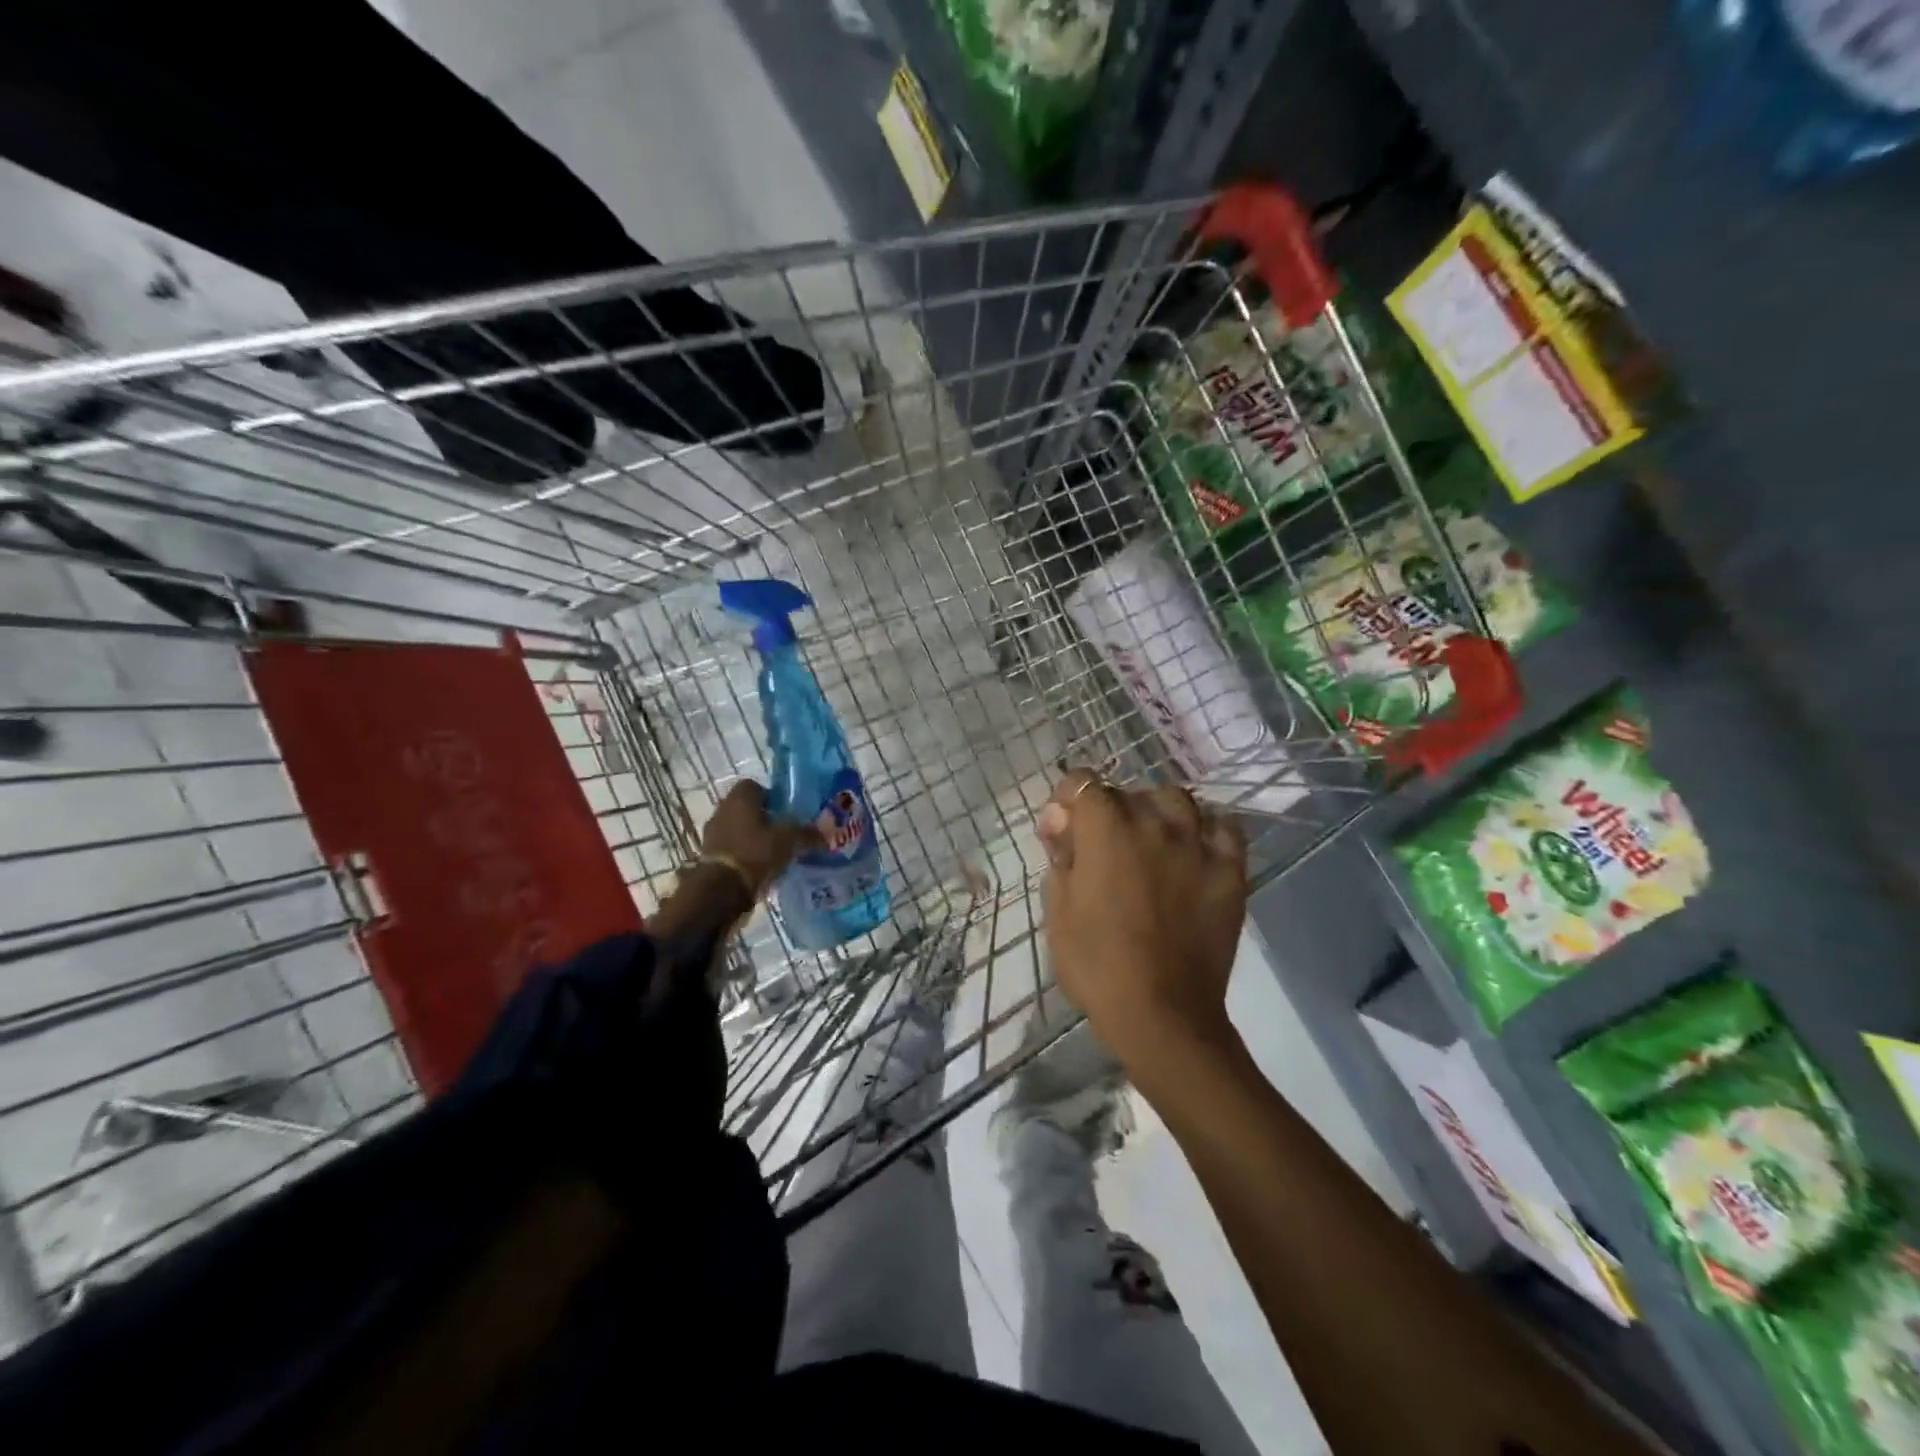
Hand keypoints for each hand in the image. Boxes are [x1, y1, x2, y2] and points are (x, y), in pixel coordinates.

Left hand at [649, 781, 821, 951]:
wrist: (721, 891)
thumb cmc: (755, 853)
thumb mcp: (789, 841)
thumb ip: (808, 834)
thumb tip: (827, 832)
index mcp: (740, 797)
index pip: (755, 786)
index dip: (773, 796)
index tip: (788, 811)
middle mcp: (723, 810)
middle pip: (748, 809)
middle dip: (766, 819)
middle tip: (787, 833)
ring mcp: (713, 834)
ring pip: (740, 830)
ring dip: (755, 839)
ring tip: (777, 853)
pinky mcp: (710, 858)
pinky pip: (733, 850)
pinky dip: (746, 856)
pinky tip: (762, 869)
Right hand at [1037, 770, 1248, 1074]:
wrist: (1163, 1014)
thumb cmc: (1097, 965)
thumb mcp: (1058, 910)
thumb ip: (1060, 855)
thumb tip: (1062, 822)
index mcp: (1105, 829)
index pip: (1083, 781)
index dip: (1069, 800)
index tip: (1065, 830)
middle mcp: (1153, 822)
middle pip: (1128, 792)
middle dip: (1109, 811)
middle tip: (1104, 850)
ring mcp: (1197, 843)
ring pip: (1177, 799)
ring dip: (1157, 813)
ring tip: (1152, 843)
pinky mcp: (1230, 869)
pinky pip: (1225, 827)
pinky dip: (1207, 830)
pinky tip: (1195, 849)